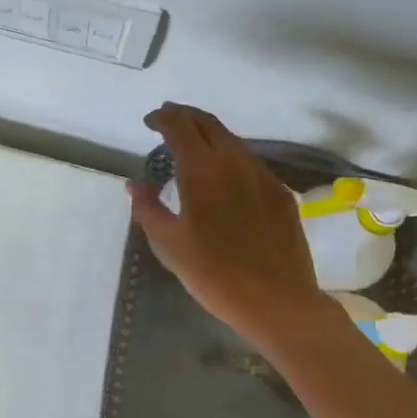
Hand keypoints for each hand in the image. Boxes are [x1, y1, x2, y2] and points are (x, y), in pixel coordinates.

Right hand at [127, 103, 329, 349]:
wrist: (277, 301)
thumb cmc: (213, 274)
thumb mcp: (168, 244)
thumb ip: (148, 208)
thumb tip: (136, 185)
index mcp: (201, 169)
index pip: (179, 125)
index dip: (162, 117)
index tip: (150, 123)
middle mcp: (234, 161)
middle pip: (208, 123)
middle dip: (185, 117)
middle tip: (167, 123)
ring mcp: (262, 175)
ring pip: (232, 141)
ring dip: (209, 136)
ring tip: (192, 149)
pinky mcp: (280, 192)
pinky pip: (249, 163)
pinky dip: (229, 158)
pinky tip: (223, 179)